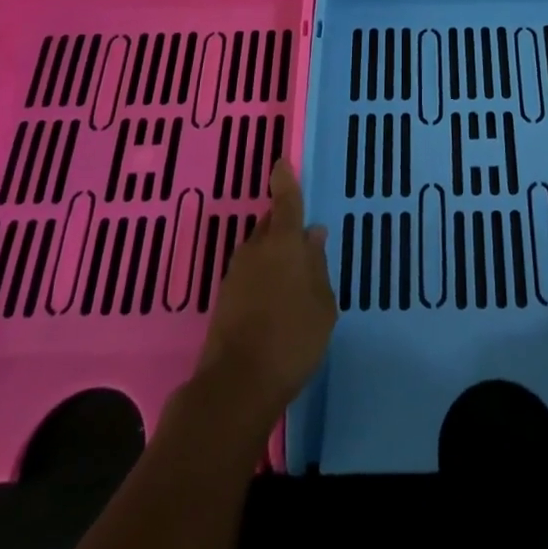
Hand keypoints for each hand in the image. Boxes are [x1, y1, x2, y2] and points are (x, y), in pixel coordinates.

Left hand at [194, 160, 336, 423]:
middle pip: (270, 225)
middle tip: (303, 238)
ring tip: (294, 275)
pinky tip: (276, 298)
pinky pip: (250, 274)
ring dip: (274, 255)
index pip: (285, 201)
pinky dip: (263, 277)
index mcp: (283, 243)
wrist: (236, 386)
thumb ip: (317, 266)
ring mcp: (236, 274)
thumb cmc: (292, 338)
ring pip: (259, 250)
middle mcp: (256, 249)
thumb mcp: (322, 304)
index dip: (285, 180)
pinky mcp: (225, 299)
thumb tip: (312, 236)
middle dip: (284, 224)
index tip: (281, 162)